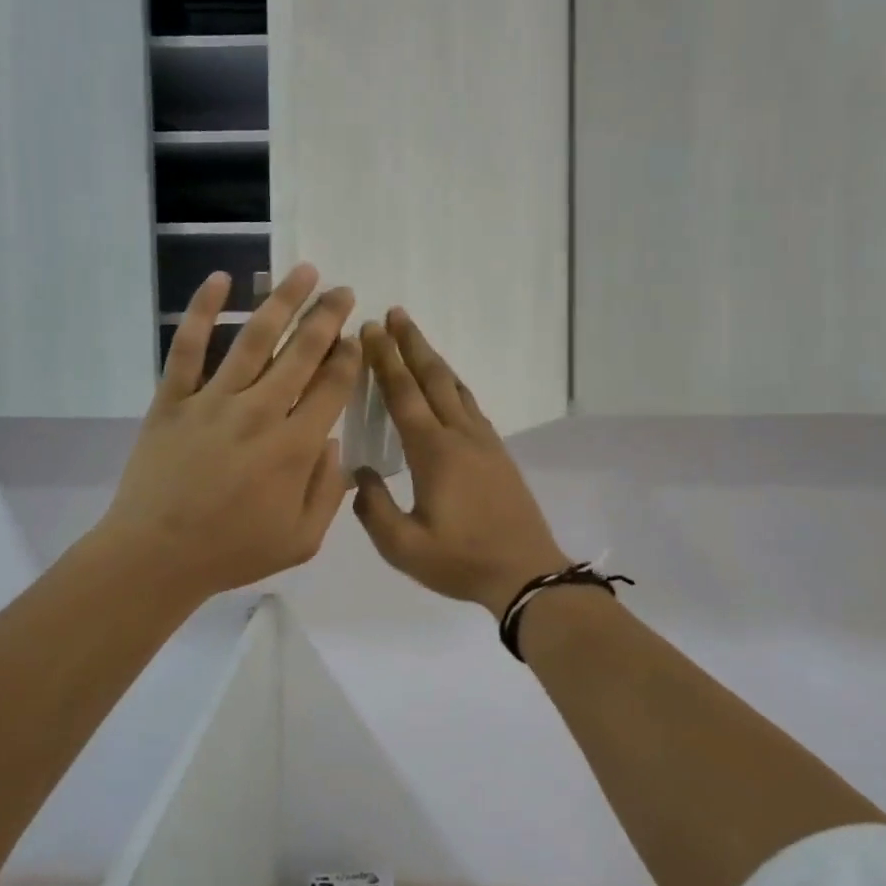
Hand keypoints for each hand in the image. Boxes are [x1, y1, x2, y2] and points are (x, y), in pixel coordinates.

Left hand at [95, 264, 359, 605]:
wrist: (155, 557)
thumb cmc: (232, 551)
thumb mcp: (302, 540)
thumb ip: (329, 490)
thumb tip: (336, 443)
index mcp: (294, 447)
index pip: (332, 388)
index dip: (349, 358)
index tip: (357, 338)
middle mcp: (259, 412)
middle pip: (301, 353)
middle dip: (327, 318)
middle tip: (343, 291)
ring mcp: (213, 401)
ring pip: (254, 339)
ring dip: (282, 301)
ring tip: (305, 272)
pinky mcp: (173, 399)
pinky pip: (187, 347)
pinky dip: (202, 310)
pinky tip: (220, 280)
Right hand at [353, 309, 567, 617]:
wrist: (526, 572)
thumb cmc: (461, 561)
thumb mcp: (403, 547)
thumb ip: (374, 508)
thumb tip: (359, 474)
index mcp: (434, 452)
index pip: (403, 394)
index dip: (385, 360)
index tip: (370, 330)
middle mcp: (460, 435)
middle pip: (432, 378)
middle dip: (411, 344)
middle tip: (394, 313)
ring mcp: (483, 441)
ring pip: (455, 387)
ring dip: (433, 359)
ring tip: (416, 338)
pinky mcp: (497, 452)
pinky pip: (469, 404)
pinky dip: (452, 383)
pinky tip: (447, 385)